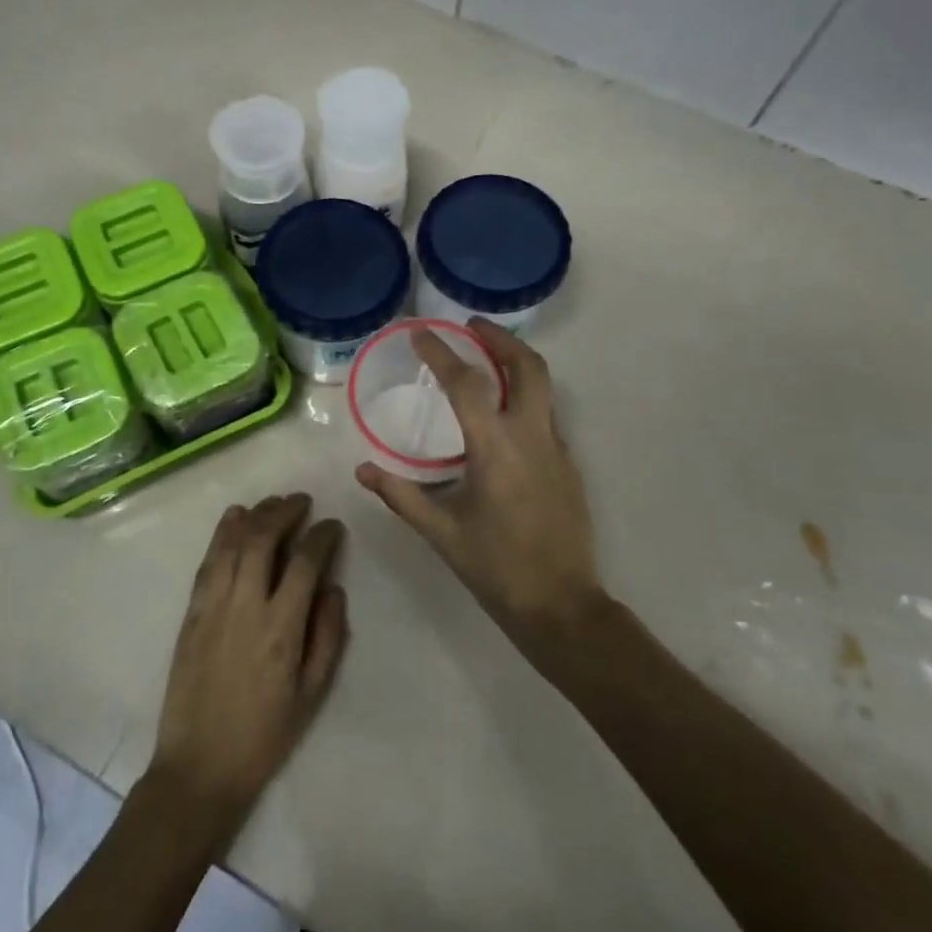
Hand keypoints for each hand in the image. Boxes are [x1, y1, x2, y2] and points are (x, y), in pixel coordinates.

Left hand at [148, 494, 349, 845]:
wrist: (201, 766)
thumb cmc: (265, 734)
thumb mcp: (313, 694)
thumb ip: (328, 636)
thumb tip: (332, 587)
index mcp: (281, 629)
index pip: (305, 563)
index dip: (322, 536)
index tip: (332, 526)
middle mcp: (246, 607)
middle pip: (263, 540)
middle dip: (285, 512)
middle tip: (301, 502)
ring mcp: (213, 607)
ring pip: (232, 544)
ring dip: (254, 516)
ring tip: (273, 502)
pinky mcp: (191, 614)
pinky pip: (207, 563)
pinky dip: (221, 534)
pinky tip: (233, 518)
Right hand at [356, 320, 602, 653]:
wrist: (561, 604)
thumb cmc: (496, 567)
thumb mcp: (441, 532)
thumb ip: (401, 495)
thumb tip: (363, 469)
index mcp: (496, 448)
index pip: (467, 384)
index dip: (442, 353)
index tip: (421, 332)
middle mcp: (532, 436)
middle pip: (527, 366)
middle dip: (500, 338)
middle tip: (472, 326)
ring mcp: (556, 448)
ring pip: (543, 386)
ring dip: (516, 362)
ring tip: (487, 356)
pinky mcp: (568, 464)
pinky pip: (546, 414)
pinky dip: (524, 395)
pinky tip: (503, 413)